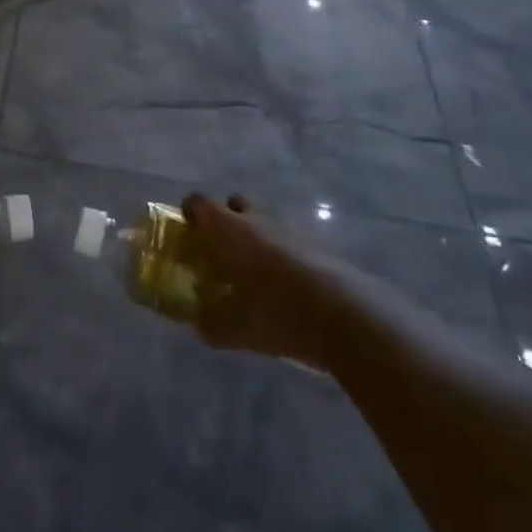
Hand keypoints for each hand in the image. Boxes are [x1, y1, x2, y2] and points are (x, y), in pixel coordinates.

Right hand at [183, 194, 322, 361]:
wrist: (343, 314)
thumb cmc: (277, 313)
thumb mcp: (237, 329)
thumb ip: (211, 324)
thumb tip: (197, 324)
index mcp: (227, 228)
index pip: (199, 202)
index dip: (190, 213)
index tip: (188, 233)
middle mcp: (255, 217)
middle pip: (234, 202)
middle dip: (227, 218)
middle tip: (224, 248)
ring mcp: (289, 225)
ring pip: (265, 217)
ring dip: (257, 232)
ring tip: (257, 268)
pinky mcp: (316, 241)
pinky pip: (290, 235)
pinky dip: (283, 249)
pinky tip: (287, 282)